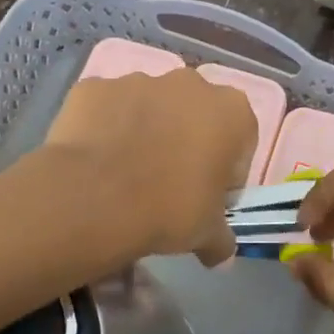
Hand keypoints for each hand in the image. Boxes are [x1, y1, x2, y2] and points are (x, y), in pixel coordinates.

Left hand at [41, 69, 255, 266]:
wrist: (93, 197)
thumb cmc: (169, 209)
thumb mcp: (207, 234)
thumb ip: (221, 238)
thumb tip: (220, 253)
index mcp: (232, 110)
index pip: (240, 142)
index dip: (226, 173)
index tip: (208, 199)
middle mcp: (190, 84)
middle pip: (196, 114)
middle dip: (187, 142)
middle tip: (168, 185)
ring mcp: (139, 79)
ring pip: (151, 107)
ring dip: (146, 131)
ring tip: (126, 175)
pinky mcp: (96, 87)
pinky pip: (108, 108)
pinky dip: (105, 128)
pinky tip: (96, 162)